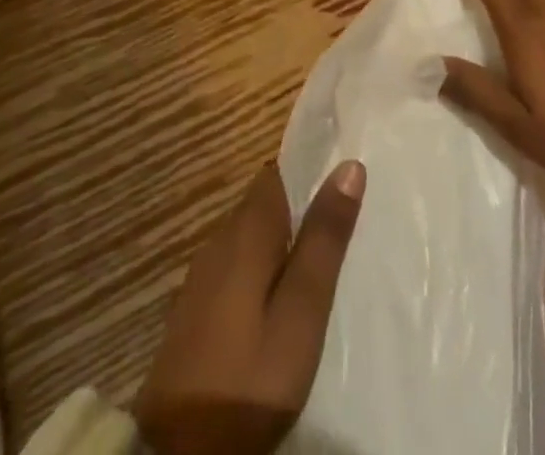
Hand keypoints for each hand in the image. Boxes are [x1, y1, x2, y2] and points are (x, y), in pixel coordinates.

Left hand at [135, 160, 364, 454]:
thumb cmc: (248, 378)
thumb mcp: (301, 312)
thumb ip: (323, 240)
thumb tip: (349, 167)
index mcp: (245, 231)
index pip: (277, 173)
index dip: (309, 168)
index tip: (343, 175)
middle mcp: (219, 241)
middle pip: (263, 203)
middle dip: (299, 205)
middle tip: (342, 221)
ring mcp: (202, 277)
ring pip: (249, 236)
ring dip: (282, 239)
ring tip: (319, 256)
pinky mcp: (195, 311)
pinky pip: (236, 266)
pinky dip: (262, 267)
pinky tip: (280, 295)